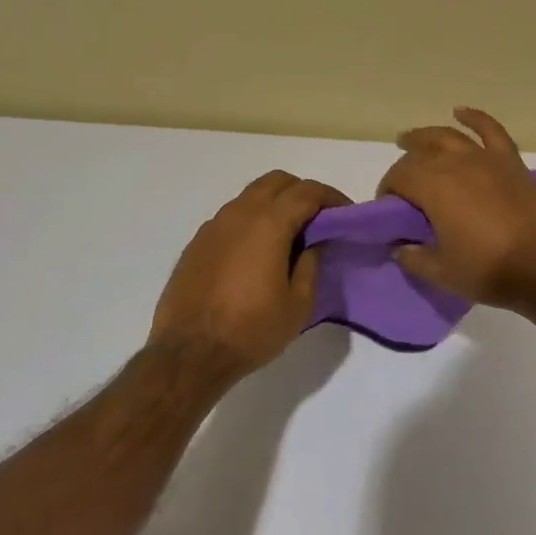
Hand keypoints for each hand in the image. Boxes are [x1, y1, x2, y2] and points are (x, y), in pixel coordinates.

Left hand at [148, 171, 349, 383]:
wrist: (189, 353)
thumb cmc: (251, 330)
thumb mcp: (298, 304)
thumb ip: (311, 265)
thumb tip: (314, 242)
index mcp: (268, 224)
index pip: (307, 192)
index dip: (331, 197)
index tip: (345, 213)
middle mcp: (239, 214)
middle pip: (276, 181)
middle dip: (302, 192)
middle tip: (319, 219)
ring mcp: (213, 225)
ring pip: (250, 196)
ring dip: (275, 204)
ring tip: (290, 235)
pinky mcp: (197, 242)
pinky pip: (231, 216)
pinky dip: (252, 220)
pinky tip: (257, 251)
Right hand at [378, 107, 535, 309]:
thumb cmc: (487, 271)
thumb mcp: (440, 272)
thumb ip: (413, 257)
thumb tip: (401, 247)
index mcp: (433, 187)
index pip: (398, 177)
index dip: (387, 190)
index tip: (388, 209)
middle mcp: (456, 164)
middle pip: (419, 154)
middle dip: (403, 166)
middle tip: (400, 185)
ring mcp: (486, 160)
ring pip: (448, 137)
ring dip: (425, 136)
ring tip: (411, 139)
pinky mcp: (511, 163)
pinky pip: (491, 131)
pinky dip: (474, 118)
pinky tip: (461, 112)